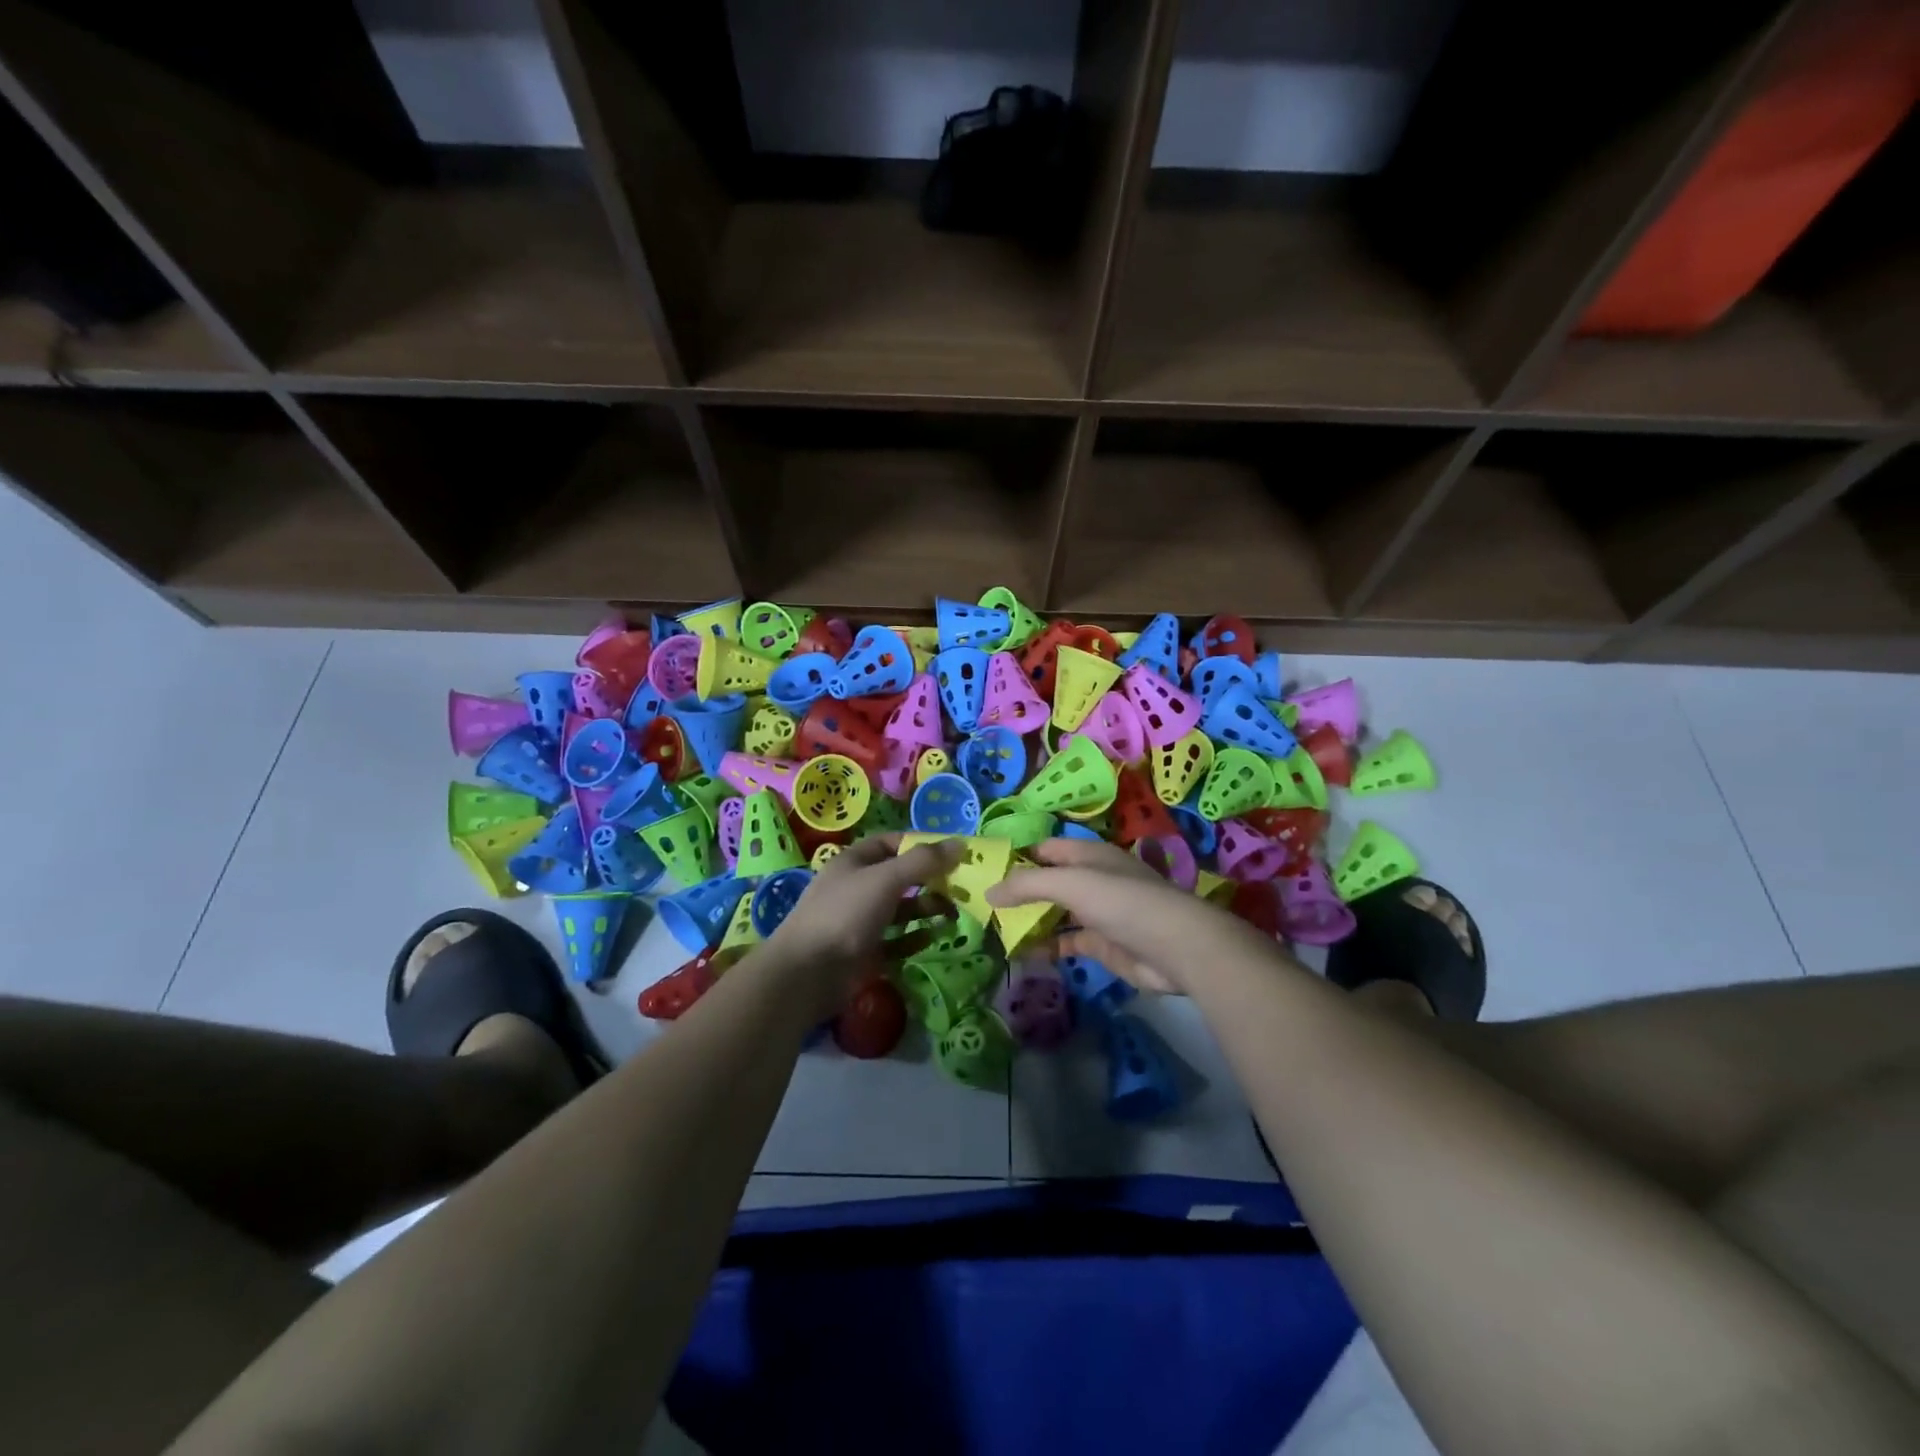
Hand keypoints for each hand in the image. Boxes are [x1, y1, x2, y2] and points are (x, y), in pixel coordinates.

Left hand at [761, 834, 960, 1016]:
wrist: (807, 974)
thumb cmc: (845, 914)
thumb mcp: (886, 879)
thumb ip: (923, 861)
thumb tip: (961, 843)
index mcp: (855, 862)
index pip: (892, 843)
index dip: (921, 845)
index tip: (953, 853)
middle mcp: (857, 888)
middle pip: (899, 877)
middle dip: (930, 880)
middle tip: (962, 886)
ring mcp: (859, 921)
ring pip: (900, 910)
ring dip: (926, 909)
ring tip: (953, 913)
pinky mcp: (863, 953)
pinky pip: (896, 941)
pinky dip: (915, 938)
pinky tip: (934, 938)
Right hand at [986, 837, 1264, 994]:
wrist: (1176, 948)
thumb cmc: (1122, 902)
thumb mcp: (1070, 883)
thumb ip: (1027, 885)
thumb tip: (987, 892)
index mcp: (1087, 854)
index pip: (1043, 849)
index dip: (1015, 856)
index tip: (982, 869)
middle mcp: (1091, 879)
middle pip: (1047, 881)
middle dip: (1017, 891)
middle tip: (979, 904)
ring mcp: (1096, 912)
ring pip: (1054, 912)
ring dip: (1029, 920)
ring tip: (992, 929)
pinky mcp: (1100, 944)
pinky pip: (1065, 941)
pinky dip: (1045, 946)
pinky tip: (1021, 953)